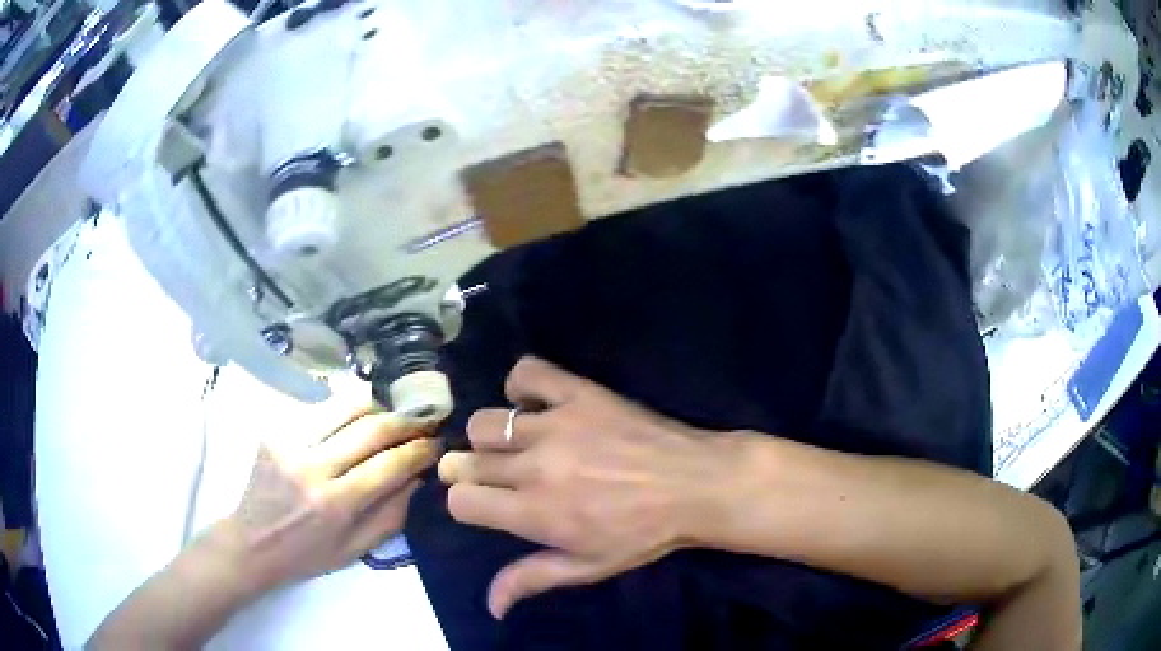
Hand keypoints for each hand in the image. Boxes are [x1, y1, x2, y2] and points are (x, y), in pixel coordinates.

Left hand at [218, 405, 439, 595]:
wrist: (251, 541)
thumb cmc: (306, 554)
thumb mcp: (356, 550)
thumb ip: (392, 515)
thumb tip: (419, 478)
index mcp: (334, 503)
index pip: (389, 464)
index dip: (419, 450)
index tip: (437, 443)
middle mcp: (311, 466)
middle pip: (369, 427)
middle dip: (404, 420)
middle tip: (423, 420)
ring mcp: (289, 441)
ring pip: (344, 405)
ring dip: (377, 404)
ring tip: (393, 410)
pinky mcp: (275, 429)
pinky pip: (320, 409)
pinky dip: (345, 409)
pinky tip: (356, 417)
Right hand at [438, 357, 736, 618]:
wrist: (695, 485)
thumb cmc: (643, 534)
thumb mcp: (588, 567)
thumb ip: (532, 579)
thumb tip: (490, 607)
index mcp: (535, 513)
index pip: (461, 501)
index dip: (466, 503)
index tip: (483, 504)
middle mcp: (535, 466)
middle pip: (468, 460)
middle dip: (471, 471)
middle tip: (497, 476)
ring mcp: (555, 425)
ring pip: (485, 422)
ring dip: (490, 437)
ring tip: (516, 445)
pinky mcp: (578, 394)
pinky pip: (528, 372)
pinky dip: (520, 385)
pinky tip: (533, 405)